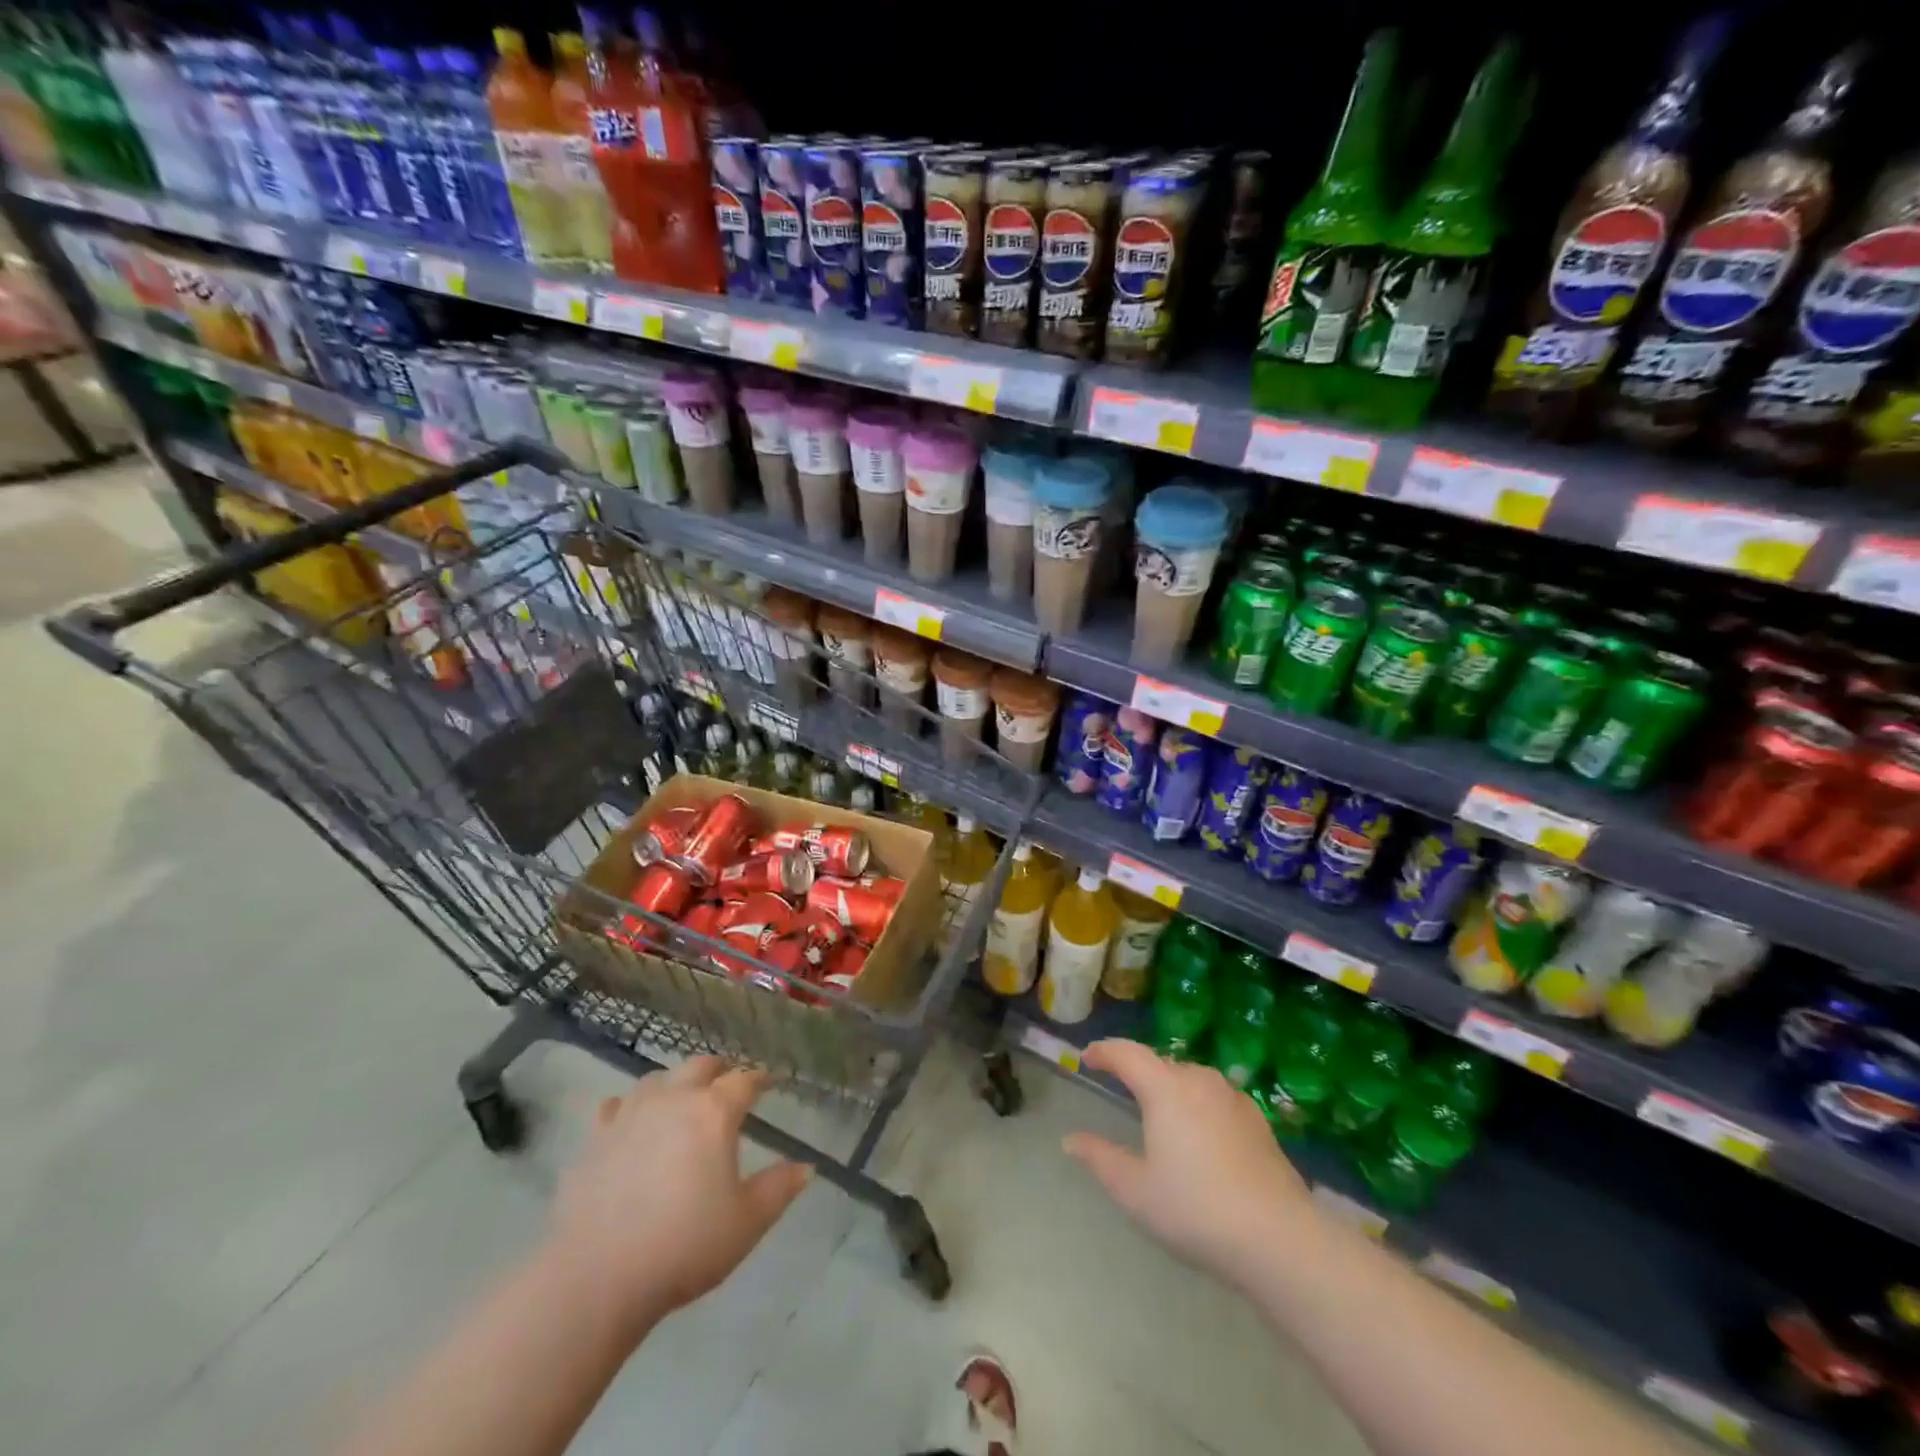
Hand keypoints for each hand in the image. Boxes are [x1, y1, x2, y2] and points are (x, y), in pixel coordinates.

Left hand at [546, 1057, 811, 1330]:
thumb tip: (806, 1167)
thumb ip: (779, 1189)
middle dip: (718, 1071)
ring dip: (674, 1084)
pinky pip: (615, 1107)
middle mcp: (674, 1099)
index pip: (744, 1080)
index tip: (769, 1083)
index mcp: (714, 1111)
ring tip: (681, 1101)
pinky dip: (628, 1108)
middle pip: (700, 1066)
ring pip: (656, 1080)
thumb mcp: (746, 1223)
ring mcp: (630, 1115)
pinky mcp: (594, 1139)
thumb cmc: (684, 1246)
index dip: (760, 1079)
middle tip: (727, 1085)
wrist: (597, 1278)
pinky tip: (630, 1124)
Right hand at [1063, 1040, 1312, 1286]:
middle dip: (1137, 1070)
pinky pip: (1216, 1098)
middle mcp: (1199, 1080)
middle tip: (1120, 1086)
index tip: (1087, 1058)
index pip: (1126, 1053)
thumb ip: (1100, 1158)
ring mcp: (1233, 1098)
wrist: (1279, 1238)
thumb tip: (1070, 1140)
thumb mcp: (1135, 1190)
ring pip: (1191, 1078)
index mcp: (1165, 1088)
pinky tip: (1200, 1133)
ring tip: (1159, 1110)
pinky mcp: (1258, 1120)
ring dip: (1169, 1086)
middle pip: (1160, 1063)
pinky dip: (1198, 1104)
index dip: (1103, 1051)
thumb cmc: (1196, 1209)